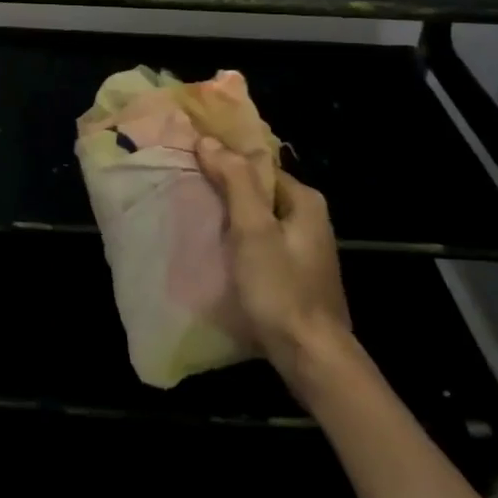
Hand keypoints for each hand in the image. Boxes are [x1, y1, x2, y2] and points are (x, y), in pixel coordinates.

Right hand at [195, 136, 350, 376]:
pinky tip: (216, 250)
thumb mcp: (253, 229)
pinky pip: (261, 245)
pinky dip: (239, 242)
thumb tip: (208, 140)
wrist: (311, 358)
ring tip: (193, 216)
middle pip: (258, 192)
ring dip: (229, 218)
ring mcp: (304, 250)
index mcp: (305, 200)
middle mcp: (310, 219)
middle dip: (224, 190)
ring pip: (258, 220)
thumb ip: (233, 181)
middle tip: (186, 189)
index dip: (225, 162)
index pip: (257, 166)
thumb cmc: (281, 287)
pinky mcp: (295, 276)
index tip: (191, 163)